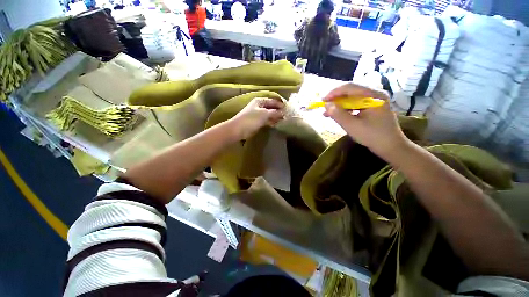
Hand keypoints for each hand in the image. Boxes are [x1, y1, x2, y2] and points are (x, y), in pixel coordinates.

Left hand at [230, 97, 284, 139]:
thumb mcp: (264, 114)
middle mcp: (259, 106)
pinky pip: (266, 120)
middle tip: (287, 115)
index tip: (289, 109)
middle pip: (271, 107)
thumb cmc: (251, 119)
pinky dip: (271, 121)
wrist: (238, 129)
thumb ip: (275, 112)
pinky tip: (276, 124)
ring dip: (275, 117)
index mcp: (260, 101)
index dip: (281, 104)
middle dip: (279, 111)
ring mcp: (258, 114)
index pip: (273, 101)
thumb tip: (284, 112)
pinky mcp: (257, 122)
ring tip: (283, 120)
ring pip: (269, 114)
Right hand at [323, 83, 407, 157]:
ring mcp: (374, 100)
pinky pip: (355, 104)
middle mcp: (375, 93)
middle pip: (351, 91)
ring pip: (352, 98)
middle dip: (336, 99)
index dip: (334, 92)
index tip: (323, 100)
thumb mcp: (352, 126)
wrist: (390, 146)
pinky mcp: (372, 106)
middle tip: (324, 107)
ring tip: (327, 113)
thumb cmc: (372, 136)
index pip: (350, 87)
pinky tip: (337, 114)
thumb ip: (338, 114)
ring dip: (339, 105)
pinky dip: (345, 109)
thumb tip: (326, 105)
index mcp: (374, 95)